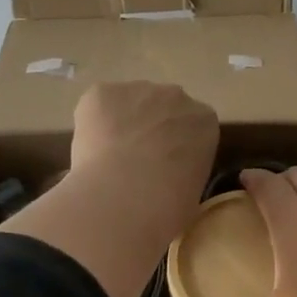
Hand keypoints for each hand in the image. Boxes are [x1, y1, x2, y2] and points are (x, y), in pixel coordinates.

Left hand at [70, 81, 217, 217]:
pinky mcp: (100, 93)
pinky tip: (91, 153)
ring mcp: (137, 90)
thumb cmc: (169, 206)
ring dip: (122, 124)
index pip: (195, 127)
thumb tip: (169, 179)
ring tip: (110, 161)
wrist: (125, 198)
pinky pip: (97, 105)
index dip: (179, 145)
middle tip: (138, 163)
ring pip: (128, 104)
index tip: (168, 166)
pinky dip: (93, 124)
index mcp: (204, 121)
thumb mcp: (193, 193)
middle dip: (152, 129)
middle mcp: (175, 96)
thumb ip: (185, 173)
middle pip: (163, 108)